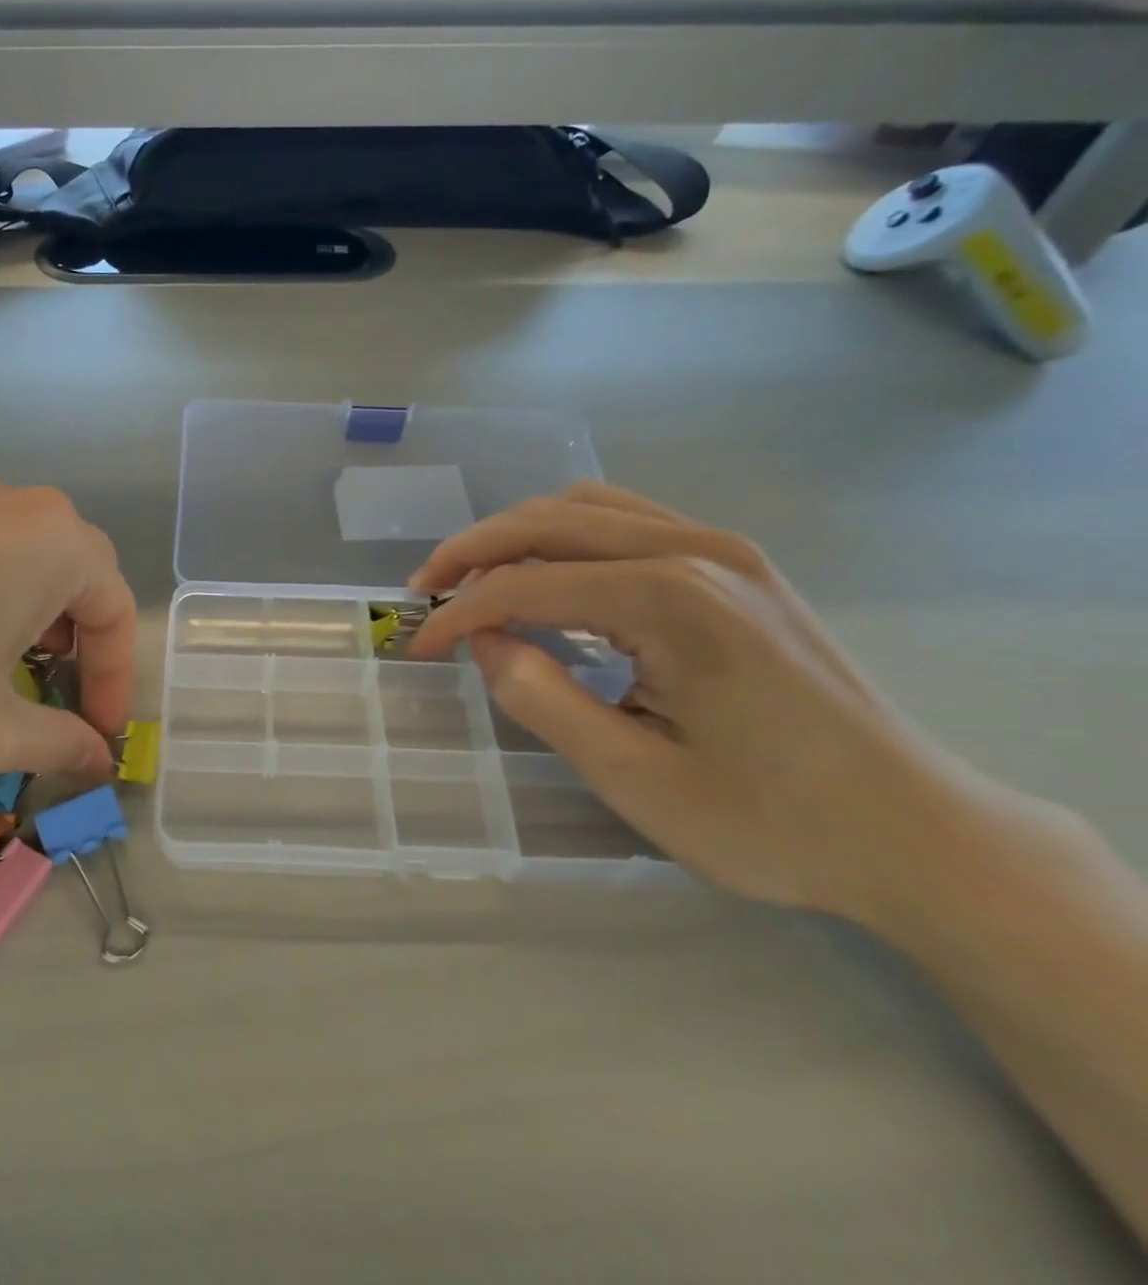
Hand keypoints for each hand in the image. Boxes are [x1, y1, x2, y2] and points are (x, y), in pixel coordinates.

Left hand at [0, 475, 136, 801]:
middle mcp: (1, 500)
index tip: (98, 737)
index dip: (116, 679)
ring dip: (24, 624)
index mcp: (48, 538)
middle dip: (75, 646)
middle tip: (55, 705)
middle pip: (68, 574)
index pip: (113, 606)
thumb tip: (98, 760)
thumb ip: (59, 744)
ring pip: (12, 561)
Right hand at [408, 482, 986, 923]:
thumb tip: (485, 643)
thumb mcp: (637, 780)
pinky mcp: (736, 565)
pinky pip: (626, 520)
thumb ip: (543, 700)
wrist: (919, 832)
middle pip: (549, 521)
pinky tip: (549, 578)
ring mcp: (723, 549)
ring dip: (516, 537)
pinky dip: (565, 538)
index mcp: (672, 600)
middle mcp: (696, 551)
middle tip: (425, 592)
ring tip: (475, 582)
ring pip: (586, 507)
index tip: (419, 648)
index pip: (527, 585)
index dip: (460, 613)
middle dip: (472, 551)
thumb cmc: (774, 820)